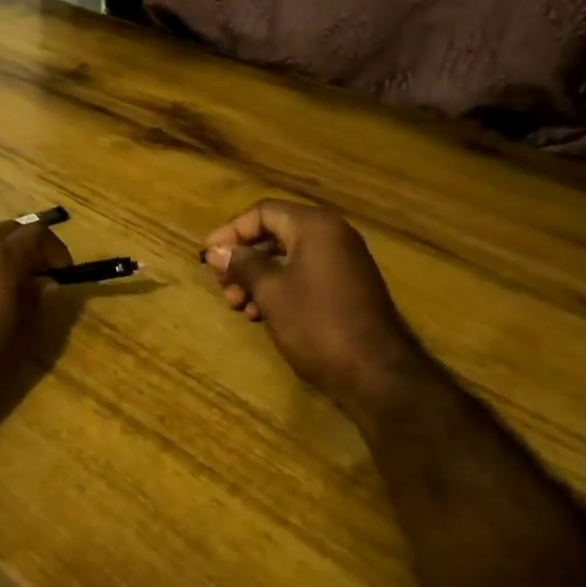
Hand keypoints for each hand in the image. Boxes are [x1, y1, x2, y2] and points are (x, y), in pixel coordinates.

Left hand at [0, 220, 73, 420]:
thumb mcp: (22, 336)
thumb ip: (37, 301)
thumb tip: (44, 284)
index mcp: (0, 258)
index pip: (37, 233)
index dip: (55, 249)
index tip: (64, 273)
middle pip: (8, 230)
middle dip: (29, 247)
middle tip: (41, 275)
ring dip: (2, 254)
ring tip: (11, 286)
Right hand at [202, 199, 428, 412]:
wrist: (376, 374)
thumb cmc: (317, 324)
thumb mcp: (271, 292)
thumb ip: (242, 264)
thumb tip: (216, 250)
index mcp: (315, 227)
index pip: (263, 212)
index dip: (231, 231)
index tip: (209, 256)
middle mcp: (332, 236)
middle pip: (274, 234)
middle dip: (243, 259)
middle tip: (223, 287)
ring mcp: (343, 262)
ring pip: (287, 258)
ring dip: (257, 278)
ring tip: (239, 306)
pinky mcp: (346, 288)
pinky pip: (303, 275)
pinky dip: (278, 289)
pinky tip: (261, 315)